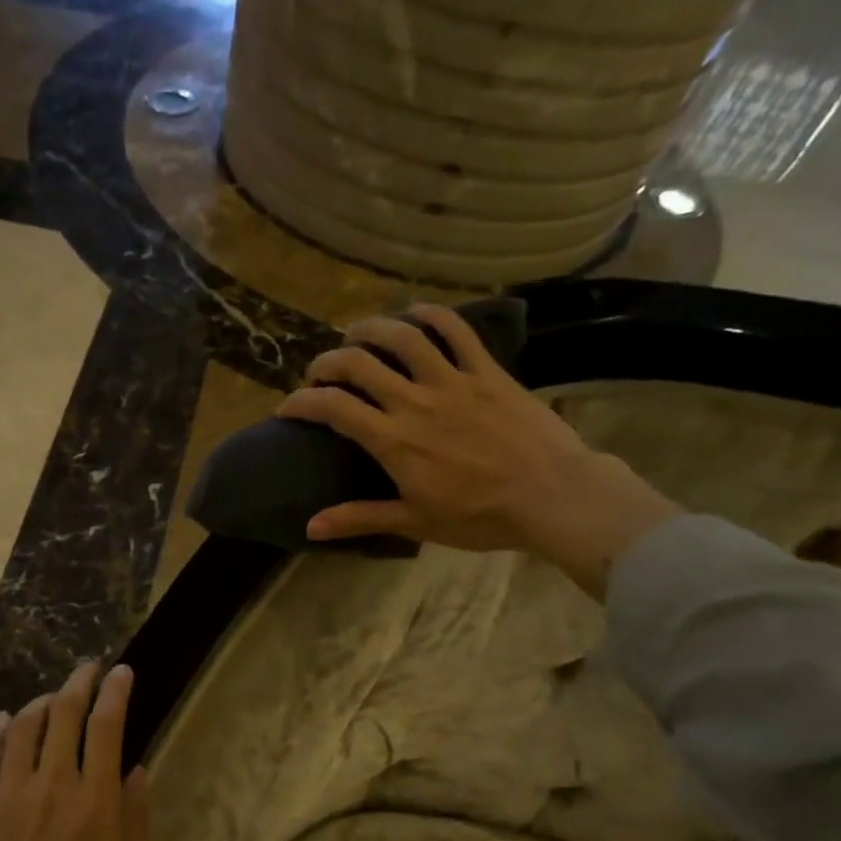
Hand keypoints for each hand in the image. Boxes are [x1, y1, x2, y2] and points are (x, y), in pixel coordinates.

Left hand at [0, 662, 147, 840]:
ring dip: (39, 702)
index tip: (122, 672)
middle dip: (79, 683)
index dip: (116, 692)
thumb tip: (136, 770)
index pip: (107, 727)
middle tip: (88, 668)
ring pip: (21, 727)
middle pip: (63, 714)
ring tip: (50, 696)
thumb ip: (134, 821)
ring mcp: (6, 795)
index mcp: (95, 803)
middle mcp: (51, 785)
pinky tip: (1, 721)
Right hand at [276, 304, 681, 597]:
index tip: (289, 408)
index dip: (302, 402)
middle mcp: (414, 401)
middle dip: (327, 362)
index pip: (333, 408)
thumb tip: (310, 527)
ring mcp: (452, 380)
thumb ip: (360, 518)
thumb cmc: (479, 517)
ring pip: (402, 337)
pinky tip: (414, 312)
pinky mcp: (486, 371)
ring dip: (371, 329)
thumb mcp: (414, 522)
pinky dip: (431, 314)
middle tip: (320, 373)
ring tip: (356, 334)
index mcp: (393, 440)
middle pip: (358, 363)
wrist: (551, 496)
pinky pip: (456, 330)